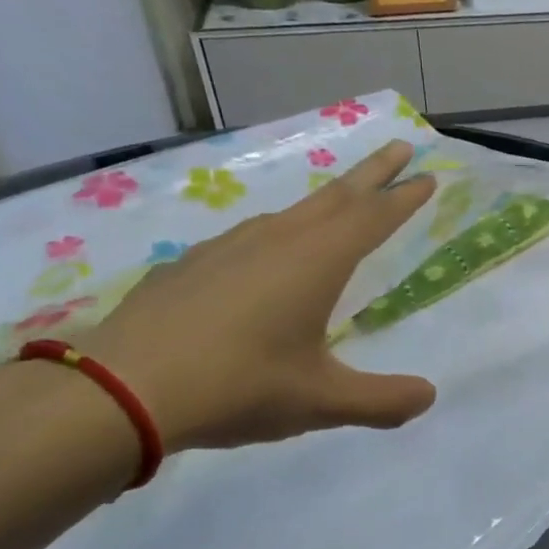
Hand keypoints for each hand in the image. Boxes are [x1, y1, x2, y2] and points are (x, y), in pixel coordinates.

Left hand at [78, 141, 436, 450]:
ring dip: (327, 201)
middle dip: (374, 172)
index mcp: (317, 261)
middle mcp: (278, 240)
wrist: (120, 389)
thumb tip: (427, 397)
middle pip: (338, 195)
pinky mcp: (193, 263)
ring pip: (293, 212)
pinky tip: (267, 258)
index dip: (405, 196)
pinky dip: (280, 233)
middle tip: (401, 147)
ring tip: (342, 206)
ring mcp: (229, 246)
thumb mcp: (322, 402)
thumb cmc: (238, 385)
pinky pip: (252, 236)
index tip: (428, 174)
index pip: (374, 217)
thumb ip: (382, 401)